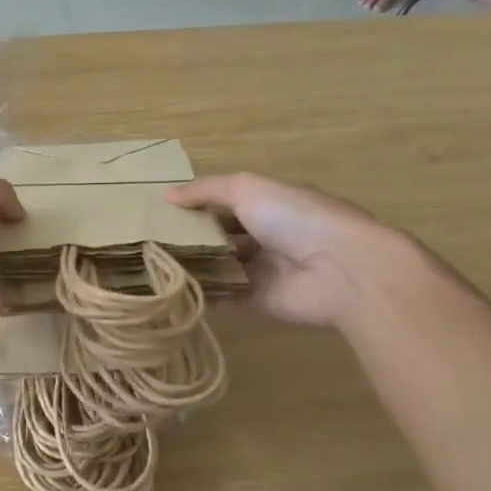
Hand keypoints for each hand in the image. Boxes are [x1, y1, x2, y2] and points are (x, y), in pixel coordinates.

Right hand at [167, 173, 396, 328]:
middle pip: (221, 238)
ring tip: (150, 267)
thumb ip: (207, 190)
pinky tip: (168, 292)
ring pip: (220, 268)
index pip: (226, 204)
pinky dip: (201, 296)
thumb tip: (167, 196)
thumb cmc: (296, 218)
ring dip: (192, 267)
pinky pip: (224, 299)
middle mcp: (267, 238)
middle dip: (190, 239)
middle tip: (148, 241)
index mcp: (270, 206)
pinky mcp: (259, 302)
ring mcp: (263, 272)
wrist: (342, 271)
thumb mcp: (248, 189)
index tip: (160, 211)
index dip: (196, 206)